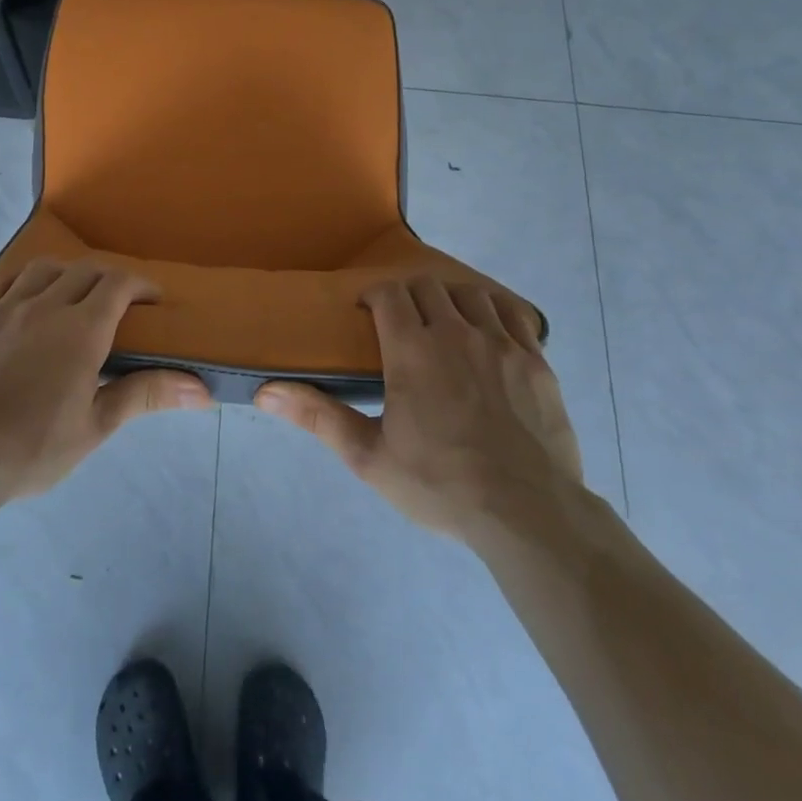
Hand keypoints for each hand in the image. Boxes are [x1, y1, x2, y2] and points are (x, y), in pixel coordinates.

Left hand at [0, 258, 212, 504]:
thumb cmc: (31, 448)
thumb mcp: (95, 426)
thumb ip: (146, 396)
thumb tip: (202, 390)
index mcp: (81, 330)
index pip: (118, 285)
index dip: (141, 284)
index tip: (153, 300)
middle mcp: (45, 306)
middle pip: (85, 270)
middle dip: (110, 278)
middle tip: (121, 301)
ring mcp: (4, 308)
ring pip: (43, 268)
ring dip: (67, 273)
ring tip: (74, 294)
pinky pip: (0, 279)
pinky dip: (21, 277)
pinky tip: (25, 294)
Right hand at [255, 275, 581, 541]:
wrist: (527, 513)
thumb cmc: (440, 485)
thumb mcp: (369, 457)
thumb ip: (318, 417)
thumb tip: (265, 392)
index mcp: (412, 350)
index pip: (389, 293)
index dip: (375, 294)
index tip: (367, 311)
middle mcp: (455, 333)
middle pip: (428, 287)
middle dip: (409, 295)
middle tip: (401, 322)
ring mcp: (501, 343)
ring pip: (470, 294)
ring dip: (450, 300)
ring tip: (444, 324)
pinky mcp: (536, 360)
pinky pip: (514, 314)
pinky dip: (495, 310)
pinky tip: (489, 330)